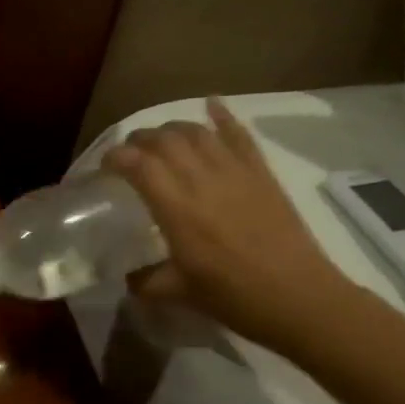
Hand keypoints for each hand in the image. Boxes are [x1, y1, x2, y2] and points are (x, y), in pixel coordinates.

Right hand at [104, 98, 350, 349]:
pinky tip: (211, 105)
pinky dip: (223, 116)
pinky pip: (240, 135)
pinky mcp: (261, 173)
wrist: (299, 298)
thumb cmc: (235, 298)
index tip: (105, 166)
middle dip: (139, 139)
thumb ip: (146, 281)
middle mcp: (202, 181)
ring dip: (172, 128)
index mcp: (177, 210)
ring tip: (161, 138)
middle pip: (164, 140)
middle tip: (129, 152)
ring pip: (196, 132)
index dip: (115, 157)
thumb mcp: (179, 293)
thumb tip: (127, 276)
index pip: (137, 165)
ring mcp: (235, 172)